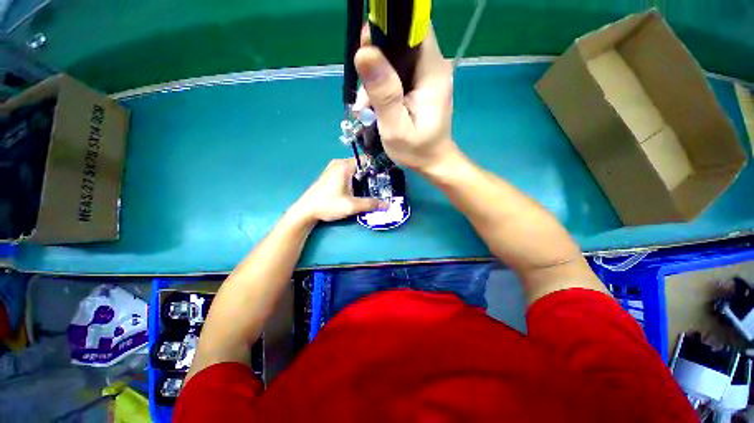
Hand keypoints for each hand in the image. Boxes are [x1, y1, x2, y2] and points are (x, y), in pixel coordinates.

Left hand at [291, 158, 384, 222]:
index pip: (367, 159)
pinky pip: (348, 172)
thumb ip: (370, 204)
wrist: (306, 210)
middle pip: (361, 164)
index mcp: (344, 166)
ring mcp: (333, 168)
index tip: (388, 176)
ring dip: (363, 177)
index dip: (378, 167)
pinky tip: (360, 189)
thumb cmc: (327, 205)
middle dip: (372, 174)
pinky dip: (355, 178)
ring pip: (354, 169)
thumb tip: (387, 205)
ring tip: (374, 188)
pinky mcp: (330, 174)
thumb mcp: (351, 206)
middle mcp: (339, 163)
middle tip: (384, 184)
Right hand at [353, 24, 458, 171]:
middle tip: (362, 74)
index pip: (418, 29)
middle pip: (404, 35)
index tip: (368, 36)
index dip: (393, 23)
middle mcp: (433, 63)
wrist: (433, 160)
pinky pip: (397, 60)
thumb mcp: (395, 125)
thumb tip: (365, 51)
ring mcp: (427, 68)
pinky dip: (380, 70)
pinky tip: (372, 93)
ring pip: (397, 47)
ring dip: (376, 61)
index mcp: (433, 71)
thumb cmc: (417, 148)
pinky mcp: (419, 74)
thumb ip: (383, 90)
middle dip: (378, 45)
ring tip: (366, 93)